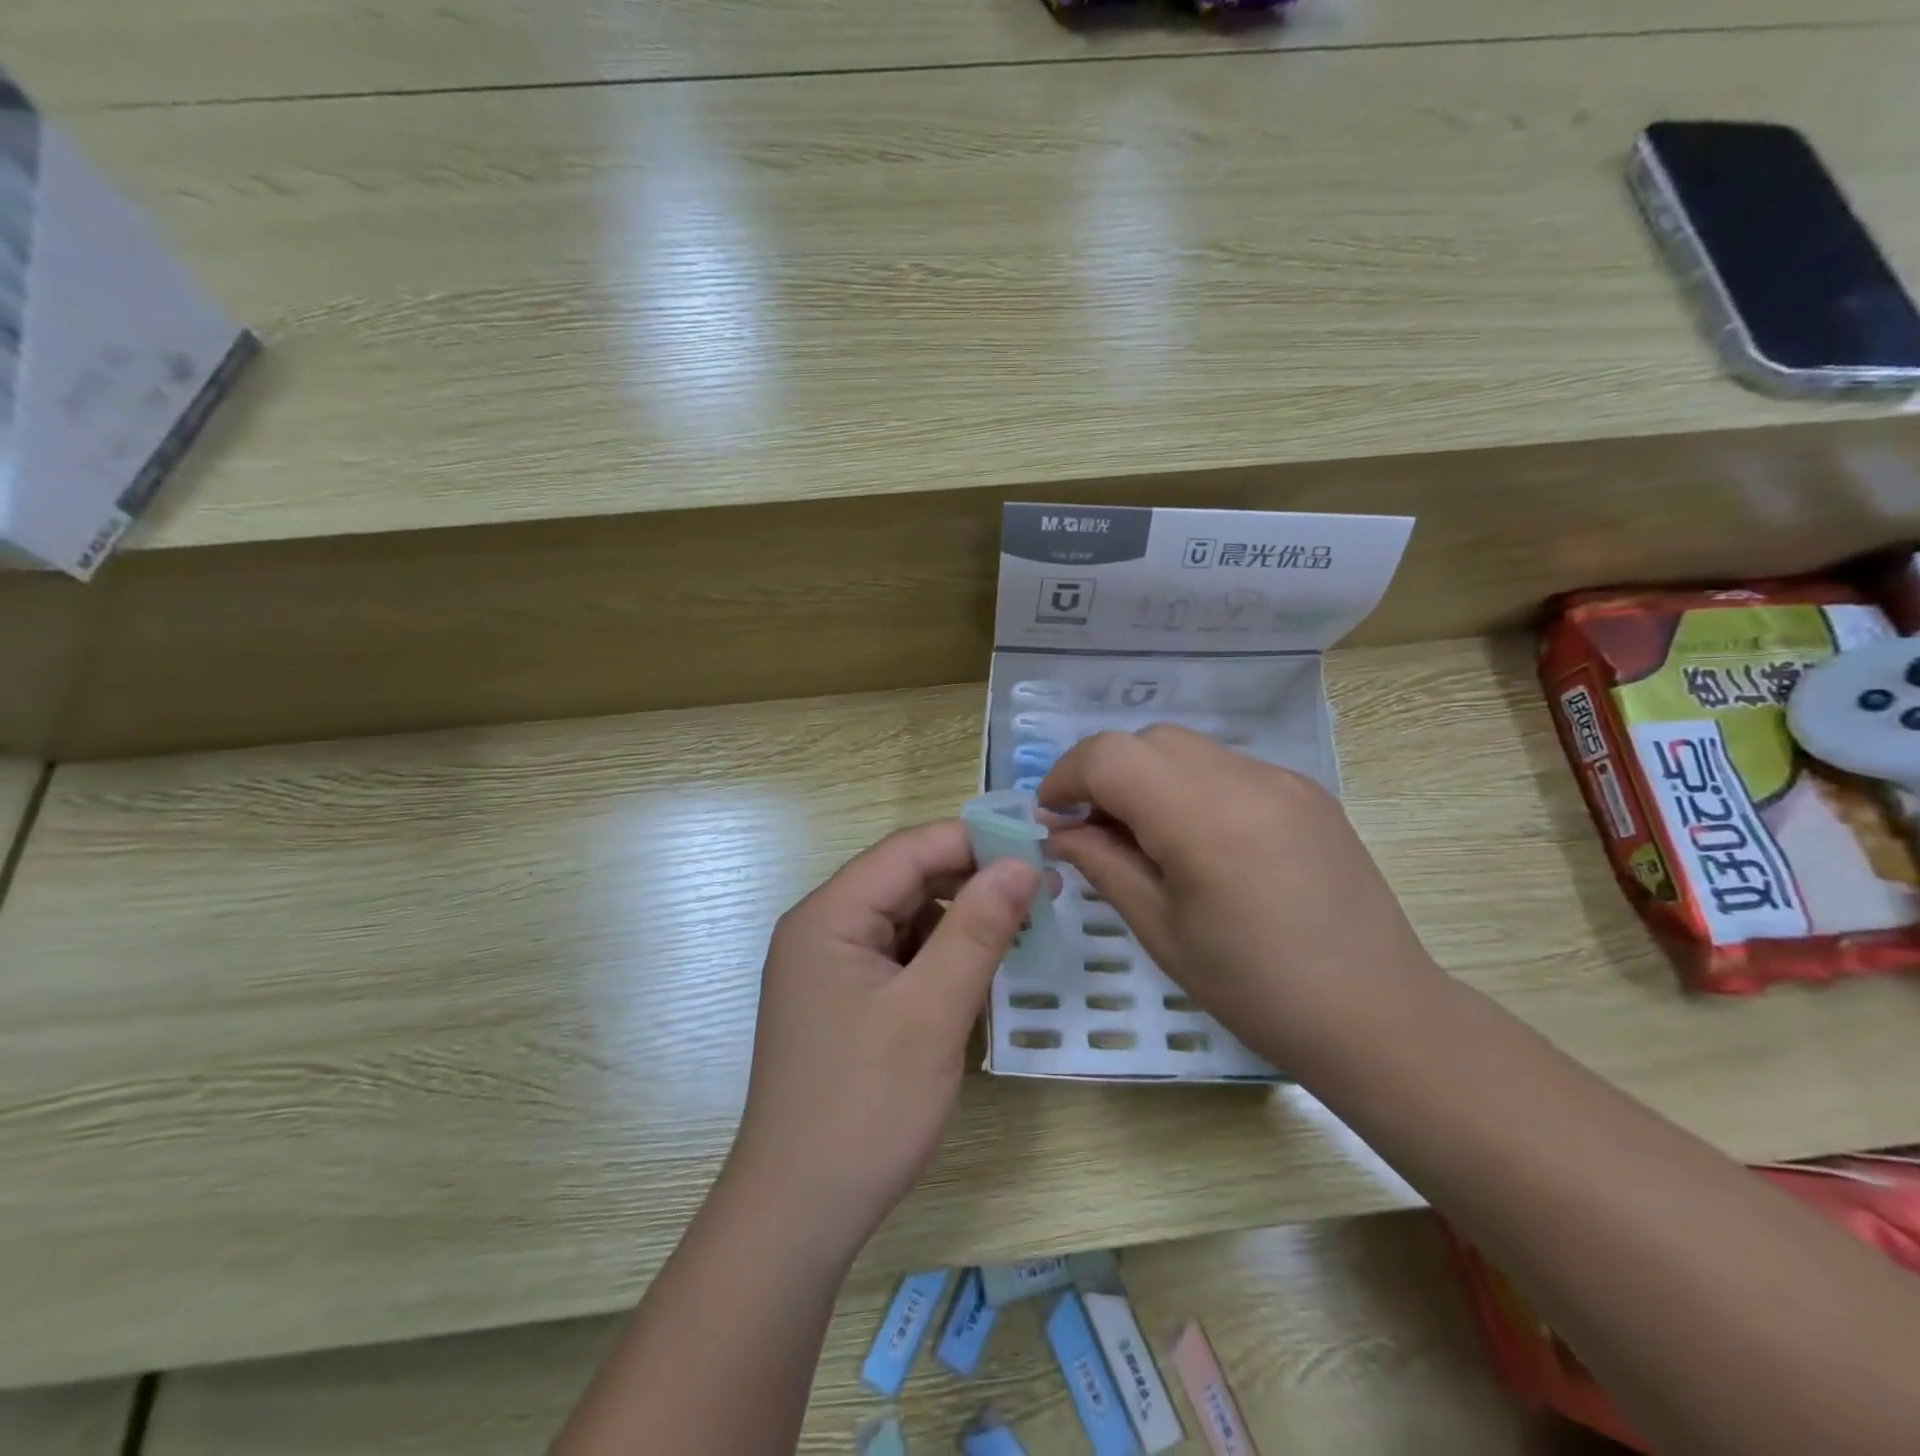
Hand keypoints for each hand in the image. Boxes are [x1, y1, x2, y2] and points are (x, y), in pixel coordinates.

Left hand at [726, 821, 1041, 1258]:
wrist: (799, 1214)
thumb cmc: (865, 1108)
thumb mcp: (931, 1012)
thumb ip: (977, 930)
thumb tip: (1022, 863)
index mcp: (828, 915)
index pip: (908, 849)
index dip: (974, 841)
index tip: (1039, 850)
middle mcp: (823, 928)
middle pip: (906, 879)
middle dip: (973, 880)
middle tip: (1043, 893)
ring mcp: (831, 966)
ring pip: (908, 917)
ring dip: (961, 919)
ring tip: (1022, 929)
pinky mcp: (845, 1000)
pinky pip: (901, 956)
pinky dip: (942, 956)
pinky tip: (979, 972)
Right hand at [1038, 725, 1440, 1061]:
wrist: (1376, 1015)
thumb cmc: (1253, 987)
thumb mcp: (1160, 929)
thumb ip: (1103, 864)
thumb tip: (1059, 831)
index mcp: (1200, 815)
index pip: (1109, 756)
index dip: (1066, 777)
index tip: (1051, 816)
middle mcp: (1243, 777)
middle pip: (1147, 741)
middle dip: (1105, 773)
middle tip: (1093, 830)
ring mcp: (1282, 780)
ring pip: (1188, 749)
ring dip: (1148, 777)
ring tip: (1145, 837)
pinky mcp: (1308, 793)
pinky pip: (1229, 768)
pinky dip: (1192, 787)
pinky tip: (1200, 842)